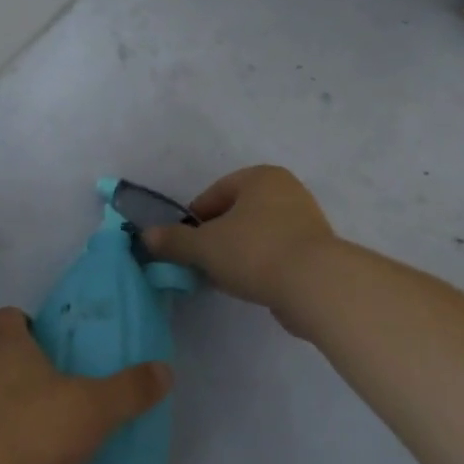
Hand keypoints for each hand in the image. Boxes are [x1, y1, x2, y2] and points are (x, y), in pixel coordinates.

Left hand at [0, 308, 170, 463]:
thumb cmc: (29, 431)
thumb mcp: (91, 408)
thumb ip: (129, 390)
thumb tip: (165, 370)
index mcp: (5, 346)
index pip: (9, 316)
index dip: (29, 323)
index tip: (55, 340)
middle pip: (2, 356)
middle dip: (31, 367)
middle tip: (68, 383)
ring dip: (18, 407)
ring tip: (56, 426)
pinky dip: (9, 442)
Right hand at [141, 165, 337, 311]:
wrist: (317, 286)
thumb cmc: (255, 252)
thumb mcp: (204, 246)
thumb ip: (173, 241)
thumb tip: (146, 236)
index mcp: (260, 177)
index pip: (214, 194)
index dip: (193, 221)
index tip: (185, 246)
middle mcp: (286, 191)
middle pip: (236, 214)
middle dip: (216, 238)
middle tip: (202, 263)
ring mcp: (306, 221)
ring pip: (256, 235)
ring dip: (237, 254)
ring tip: (225, 279)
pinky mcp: (317, 251)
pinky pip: (276, 254)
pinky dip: (260, 266)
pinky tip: (252, 286)